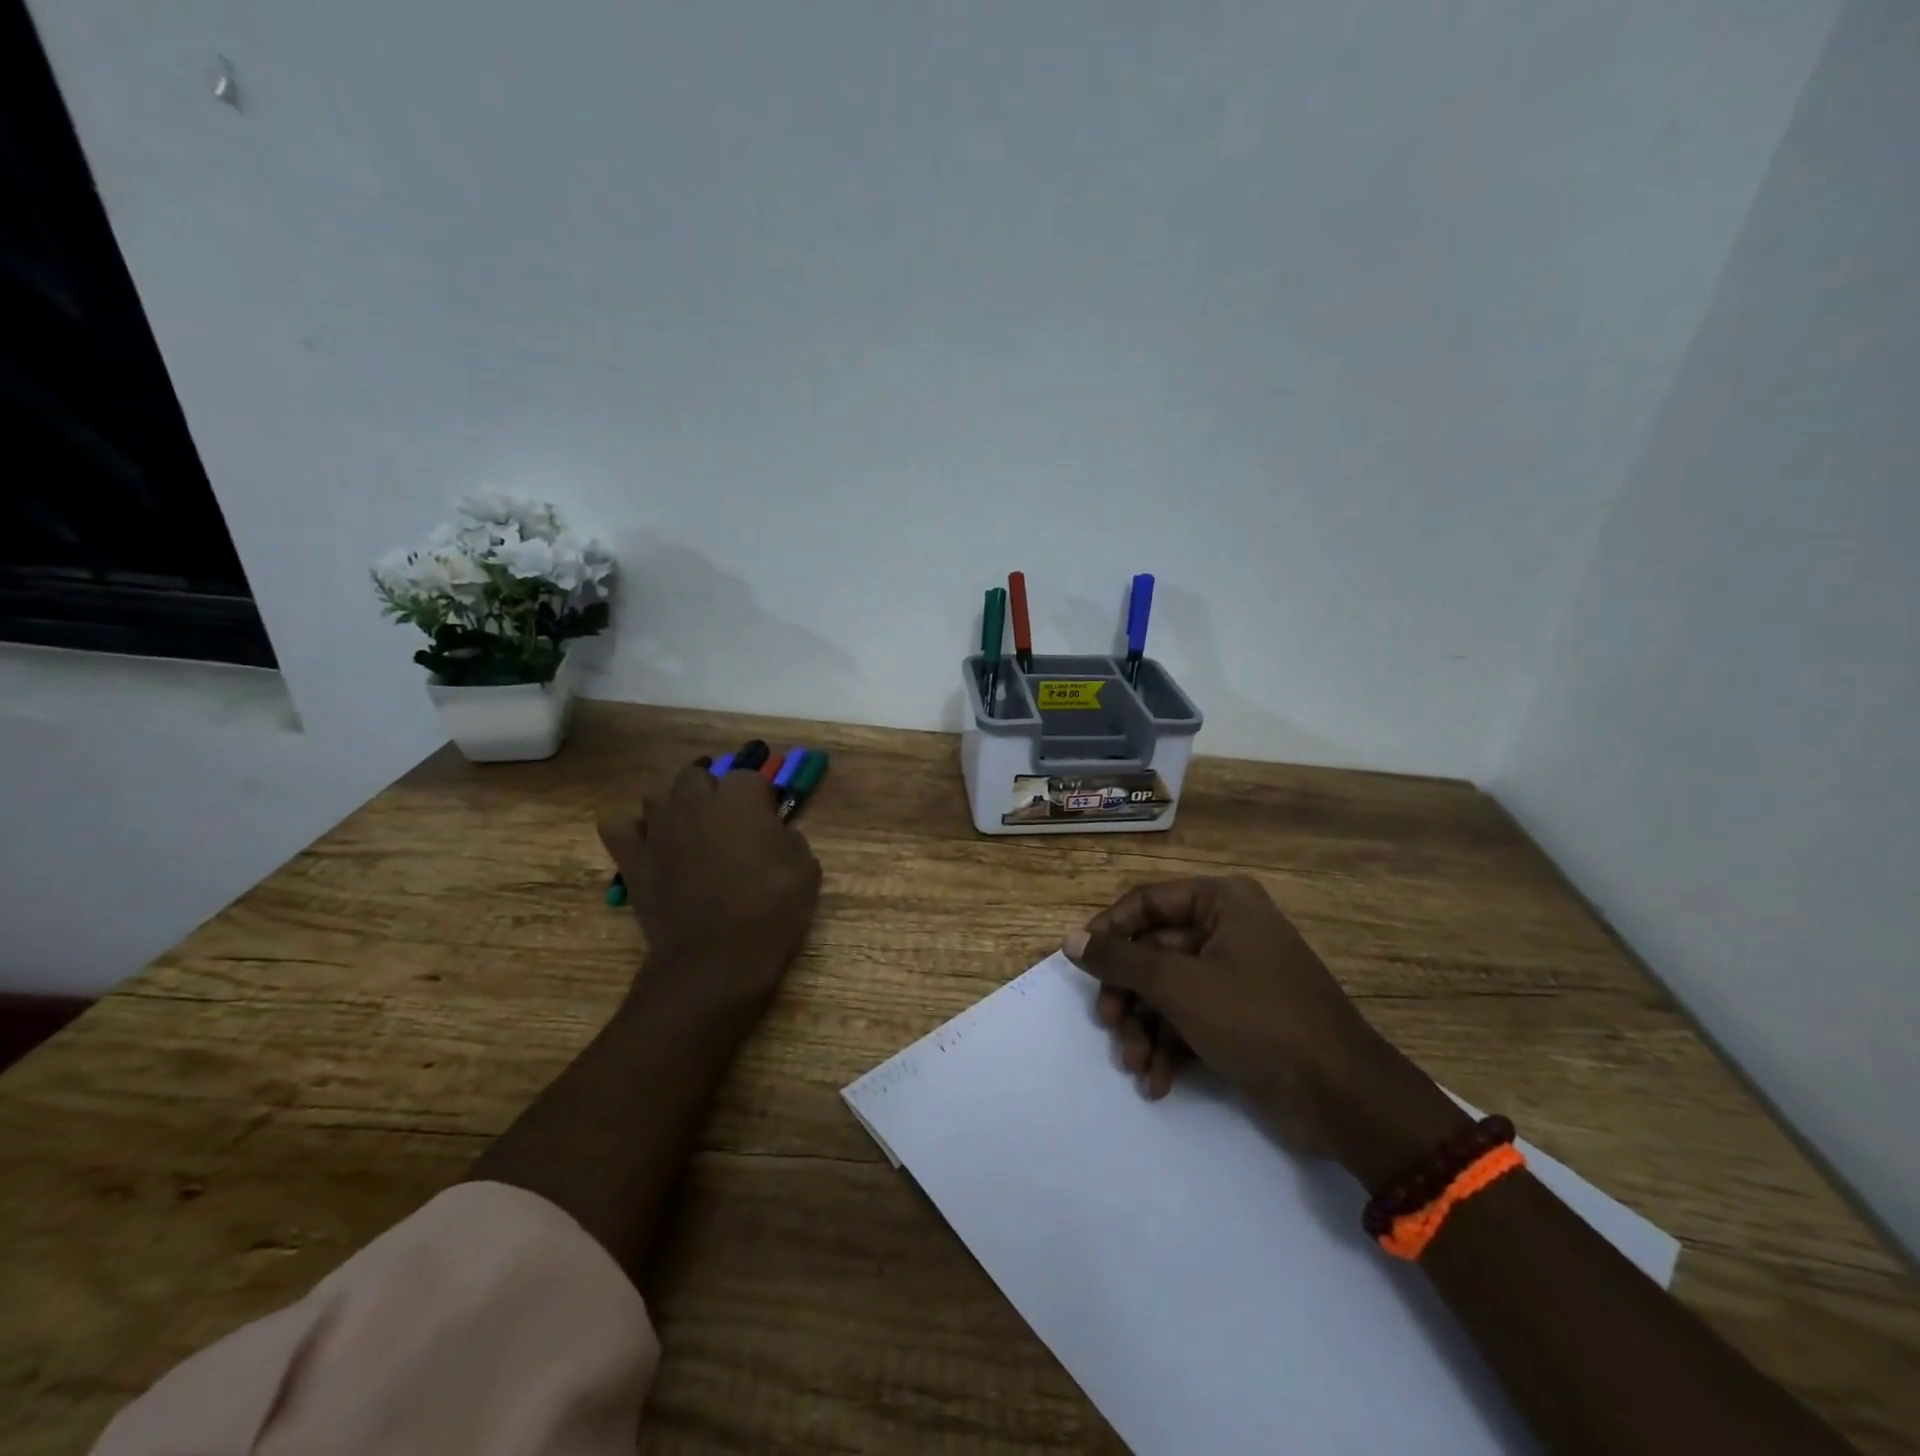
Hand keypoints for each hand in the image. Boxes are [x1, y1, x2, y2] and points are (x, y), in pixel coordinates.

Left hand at [599, 761, 821, 1021]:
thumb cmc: (770, 911)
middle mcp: (695, 801)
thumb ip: (789, 838)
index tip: (768, 821)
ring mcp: (658, 827)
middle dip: (712, 792)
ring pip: (659, 797)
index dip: (760, 799)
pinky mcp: (632, 857)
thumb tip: (775, 833)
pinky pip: (619, 825)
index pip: (750, 776)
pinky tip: (649, 845)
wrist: (716, 960)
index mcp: (740, 798)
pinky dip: (632, 830)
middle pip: (698, 776)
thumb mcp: (806, 870)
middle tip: (728, 825)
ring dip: (675, 809)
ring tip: (690, 835)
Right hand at [1065, 876, 1466, 1187]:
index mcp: (1222, 902)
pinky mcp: (1242, 1018)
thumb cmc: (1256, 1019)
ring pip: (1169, 991)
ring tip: (1136, 1065)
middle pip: (1155, 952)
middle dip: (1130, 995)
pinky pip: (1191, 1020)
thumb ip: (1120, 960)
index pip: (1147, 902)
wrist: (1341, 1097)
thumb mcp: (1178, 985)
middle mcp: (1229, 929)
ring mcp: (1237, 976)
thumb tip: (1071, 941)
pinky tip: (1157, 1082)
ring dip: (1146, 1029)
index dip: (1109, 931)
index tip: (1081, 963)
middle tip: (1110, 1025)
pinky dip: (1171, 1048)